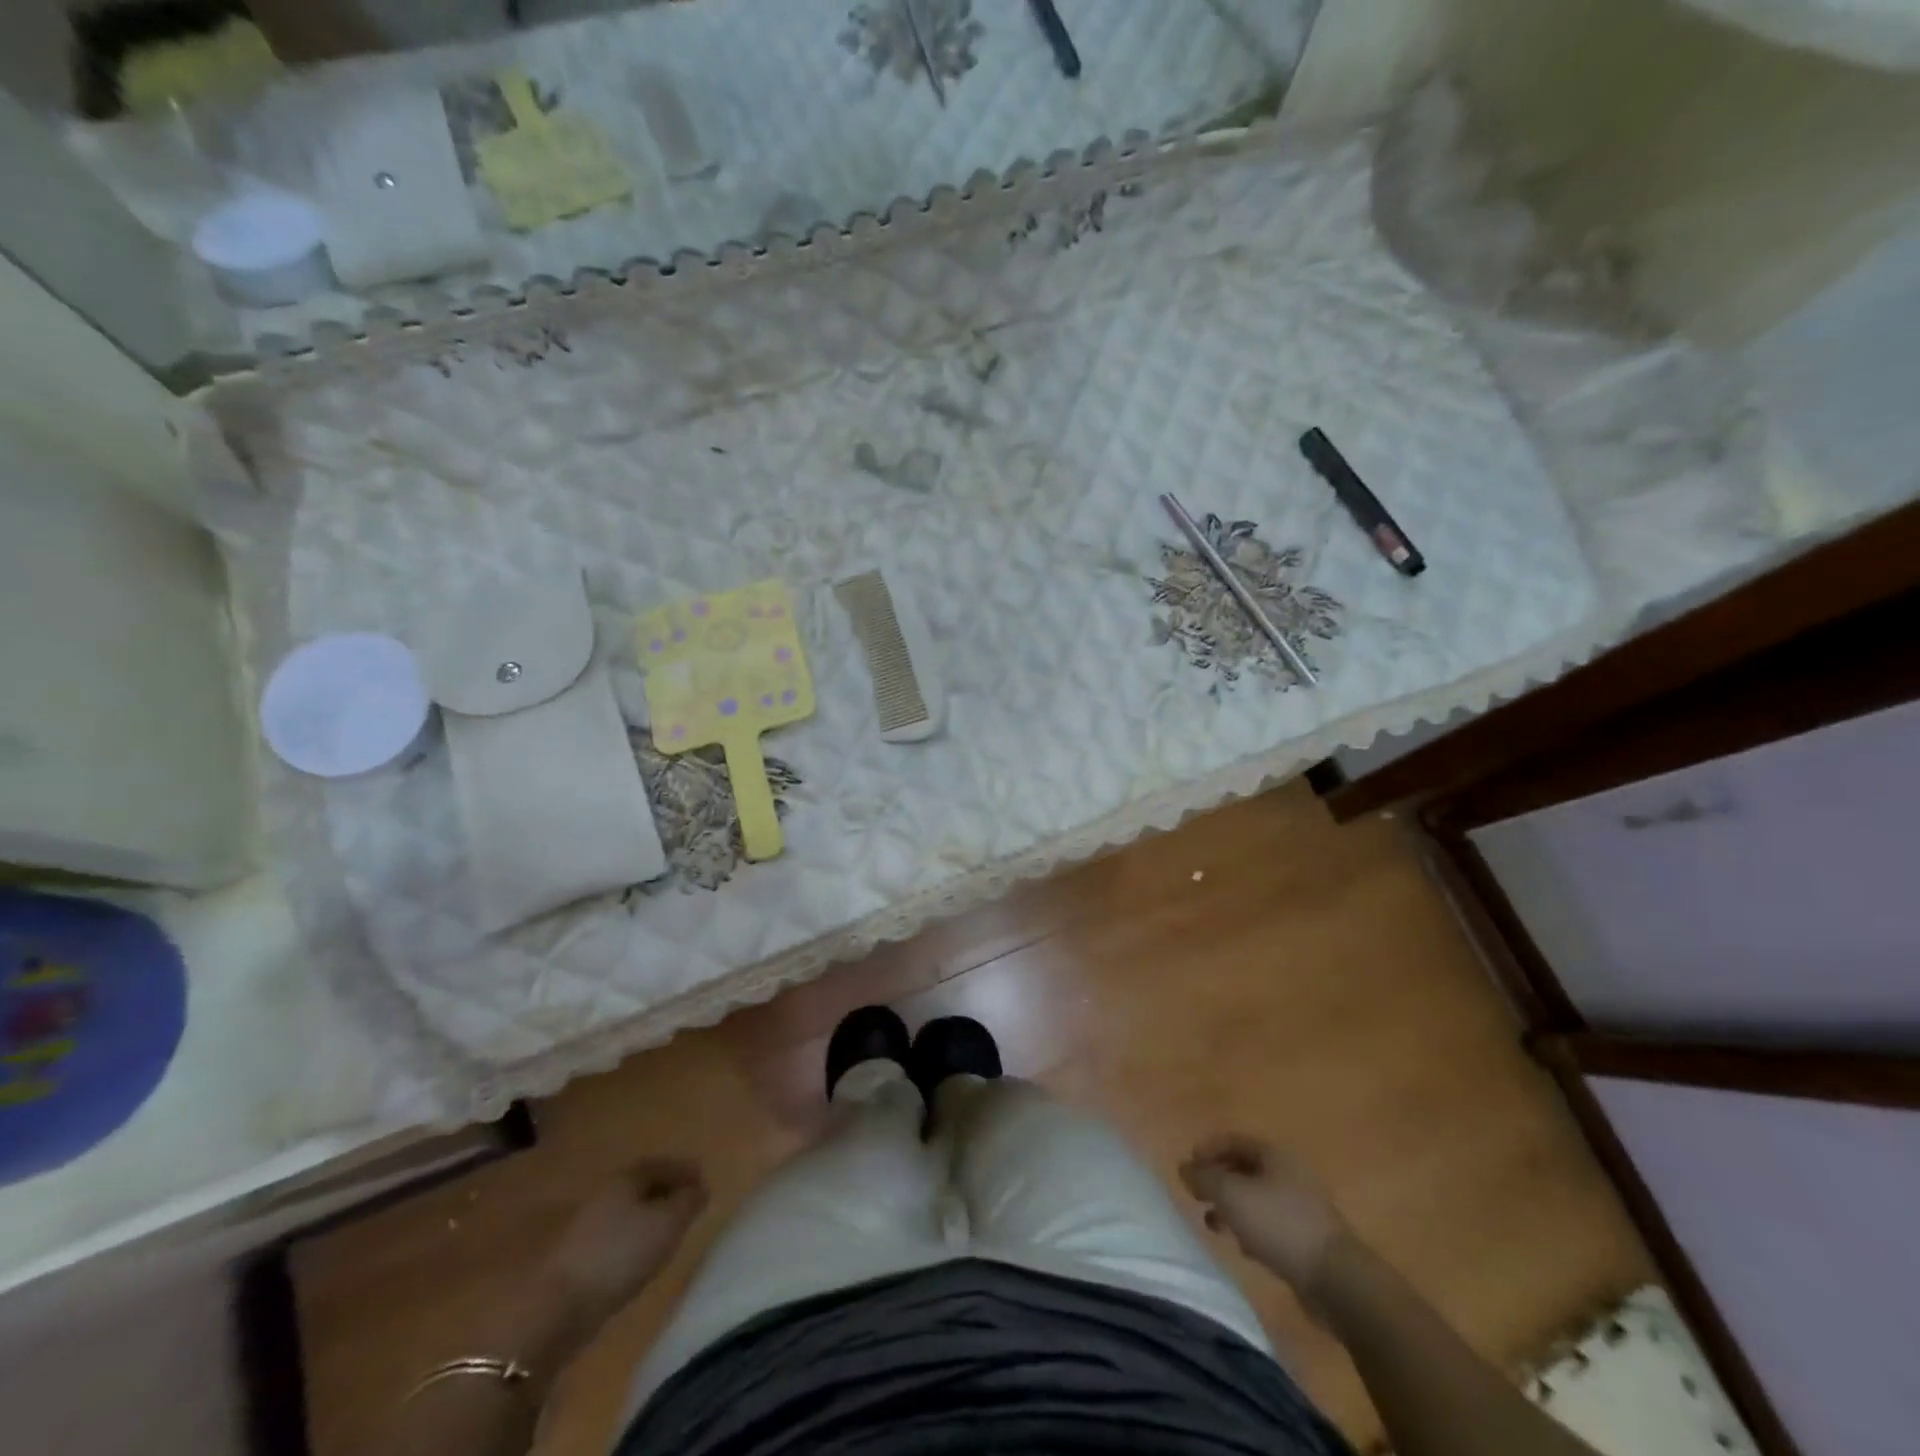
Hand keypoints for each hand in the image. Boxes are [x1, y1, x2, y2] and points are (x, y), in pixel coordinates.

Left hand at [544, 1159, 707, 1320]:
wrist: (552, 1310)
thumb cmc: (618, 1255)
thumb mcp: (666, 1225)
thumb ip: (687, 1203)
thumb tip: (700, 1188)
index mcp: (624, 1179)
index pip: (659, 1164)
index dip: (682, 1170)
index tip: (702, 1178)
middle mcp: (602, 1195)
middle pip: (638, 1186)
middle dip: (662, 1191)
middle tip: (685, 1202)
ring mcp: (580, 1228)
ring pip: (622, 1212)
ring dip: (643, 1217)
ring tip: (664, 1231)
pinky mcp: (570, 1261)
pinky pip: (609, 1238)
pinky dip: (627, 1240)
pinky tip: (635, 1257)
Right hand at [1180, 1136, 1353, 1303]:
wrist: (1336, 1280)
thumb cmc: (1279, 1225)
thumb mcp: (1231, 1196)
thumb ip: (1203, 1178)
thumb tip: (1184, 1167)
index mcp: (1274, 1154)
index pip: (1232, 1140)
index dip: (1207, 1150)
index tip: (1187, 1168)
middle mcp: (1289, 1173)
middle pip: (1244, 1169)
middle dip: (1217, 1180)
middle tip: (1196, 1196)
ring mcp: (1301, 1206)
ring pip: (1255, 1198)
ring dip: (1231, 1208)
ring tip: (1213, 1224)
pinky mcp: (1307, 1238)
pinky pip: (1269, 1224)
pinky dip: (1250, 1229)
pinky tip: (1241, 1247)